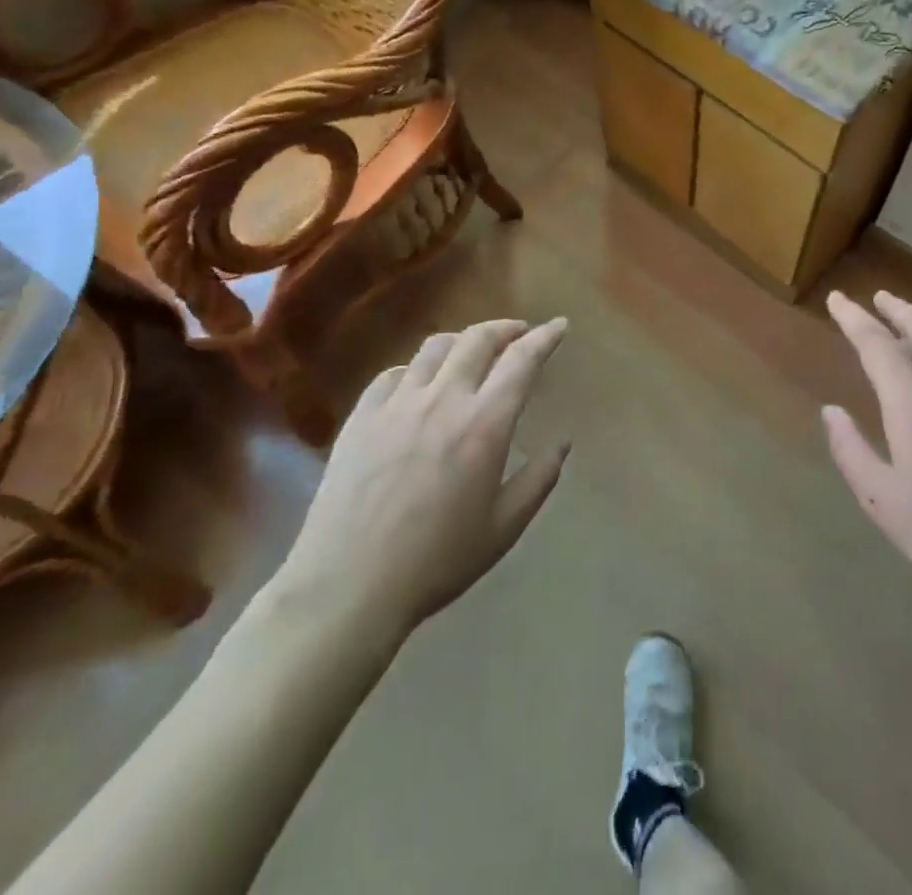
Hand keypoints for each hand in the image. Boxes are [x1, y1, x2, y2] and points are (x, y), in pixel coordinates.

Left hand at [274, 318, 570, 636]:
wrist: (348, 586)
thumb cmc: (437, 561)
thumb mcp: (504, 527)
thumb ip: (539, 479)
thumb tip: (562, 443)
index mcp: (484, 424)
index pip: (522, 360)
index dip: (545, 337)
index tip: (559, 325)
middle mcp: (443, 399)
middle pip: (478, 339)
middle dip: (505, 328)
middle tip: (519, 333)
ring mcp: (397, 404)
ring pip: (435, 346)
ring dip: (463, 340)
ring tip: (472, 352)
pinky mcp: (361, 416)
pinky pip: (394, 373)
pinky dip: (417, 368)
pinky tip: (420, 384)